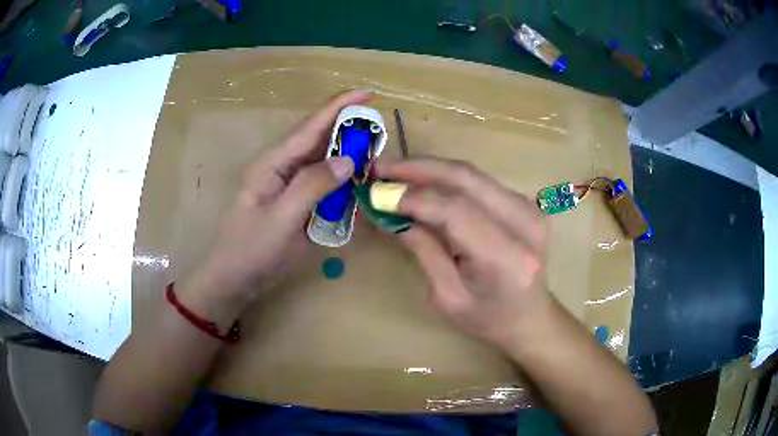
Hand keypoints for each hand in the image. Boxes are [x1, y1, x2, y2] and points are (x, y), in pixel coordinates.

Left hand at [193, 90, 369, 302]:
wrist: (234, 279)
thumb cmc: (250, 249)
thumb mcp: (280, 219)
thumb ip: (312, 186)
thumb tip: (348, 160)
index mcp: (274, 163)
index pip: (310, 127)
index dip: (339, 107)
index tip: (367, 93)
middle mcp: (283, 168)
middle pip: (320, 140)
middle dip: (350, 132)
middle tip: (380, 133)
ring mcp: (290, 186)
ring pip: (325, 163)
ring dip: (349, 158)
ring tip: (376, 158)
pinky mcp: (297, 203)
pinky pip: (325, 186)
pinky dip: (343, 184)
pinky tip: (359, 188)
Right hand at [375, 157, 550, 349]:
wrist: (530, 317)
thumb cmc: (487, 319)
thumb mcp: (446, 297)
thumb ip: (423, 250)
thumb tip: (391, 211)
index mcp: (507, 259)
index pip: (457, 212)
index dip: (414, 198)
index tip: (378, 194)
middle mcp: (525, 224)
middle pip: (466, 179)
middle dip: (418, 168)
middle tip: (380, 167)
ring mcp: (530, 207)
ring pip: (471, 173)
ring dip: (429, 168)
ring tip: (394, 171)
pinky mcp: (525, 202)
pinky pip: (478, 181)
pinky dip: (446, 177)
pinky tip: (421, 180)